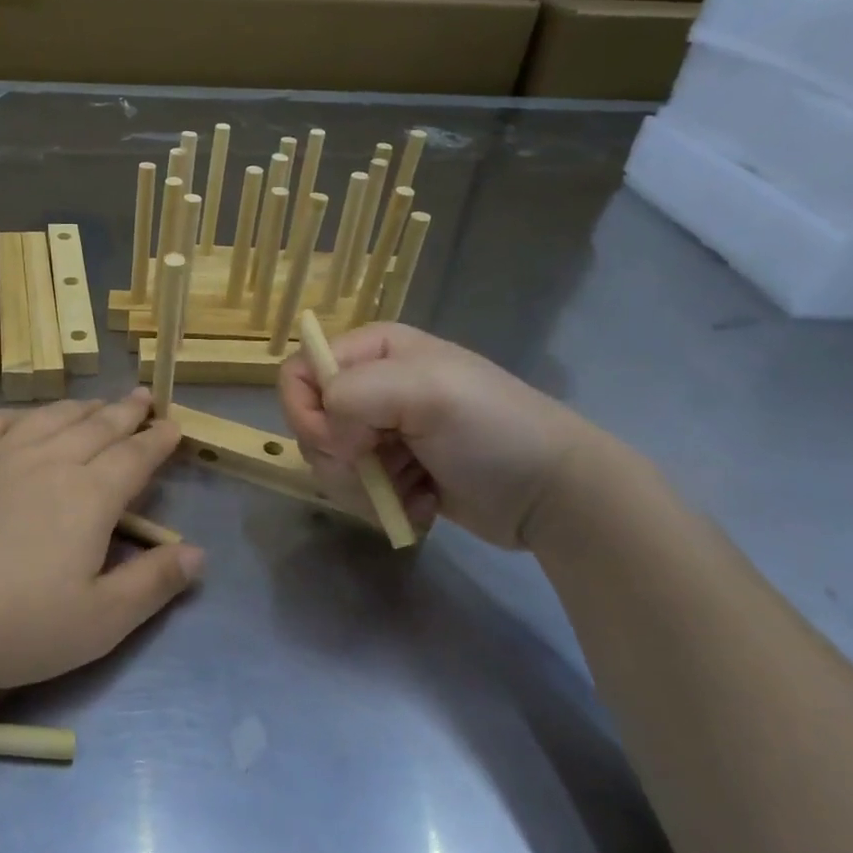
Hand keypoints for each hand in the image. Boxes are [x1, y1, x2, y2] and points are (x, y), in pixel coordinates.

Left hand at [0, 389, 202, 698]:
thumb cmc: (13, 628)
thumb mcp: (99, 622)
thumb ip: (152, 583)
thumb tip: (199, 553)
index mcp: (88, 496)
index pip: (134, 457)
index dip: (157, 441)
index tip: (173, 426)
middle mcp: (47, 461)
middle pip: (96, 427)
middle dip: (126, 412)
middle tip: (143, 398)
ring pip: (50, 418)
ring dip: (81, 407)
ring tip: (98, 402)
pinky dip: (21, 413)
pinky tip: (24, 417)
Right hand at [279, 323, 594, 549]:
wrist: (552, 494)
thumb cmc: (494, 430)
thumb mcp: (427, 392)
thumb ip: (356, 393)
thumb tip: (330, 434)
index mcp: (375, 350)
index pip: (300, 371)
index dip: (309, 410)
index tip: (346, 440)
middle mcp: (370, 385)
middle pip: (309, 423)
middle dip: (340, 457)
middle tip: (384, 465)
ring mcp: (380, 430)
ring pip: (327, 462)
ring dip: (363, 486)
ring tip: (411, 489)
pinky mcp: (390, 471)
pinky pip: (353, 489)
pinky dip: (383, 503)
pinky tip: (423, 502)